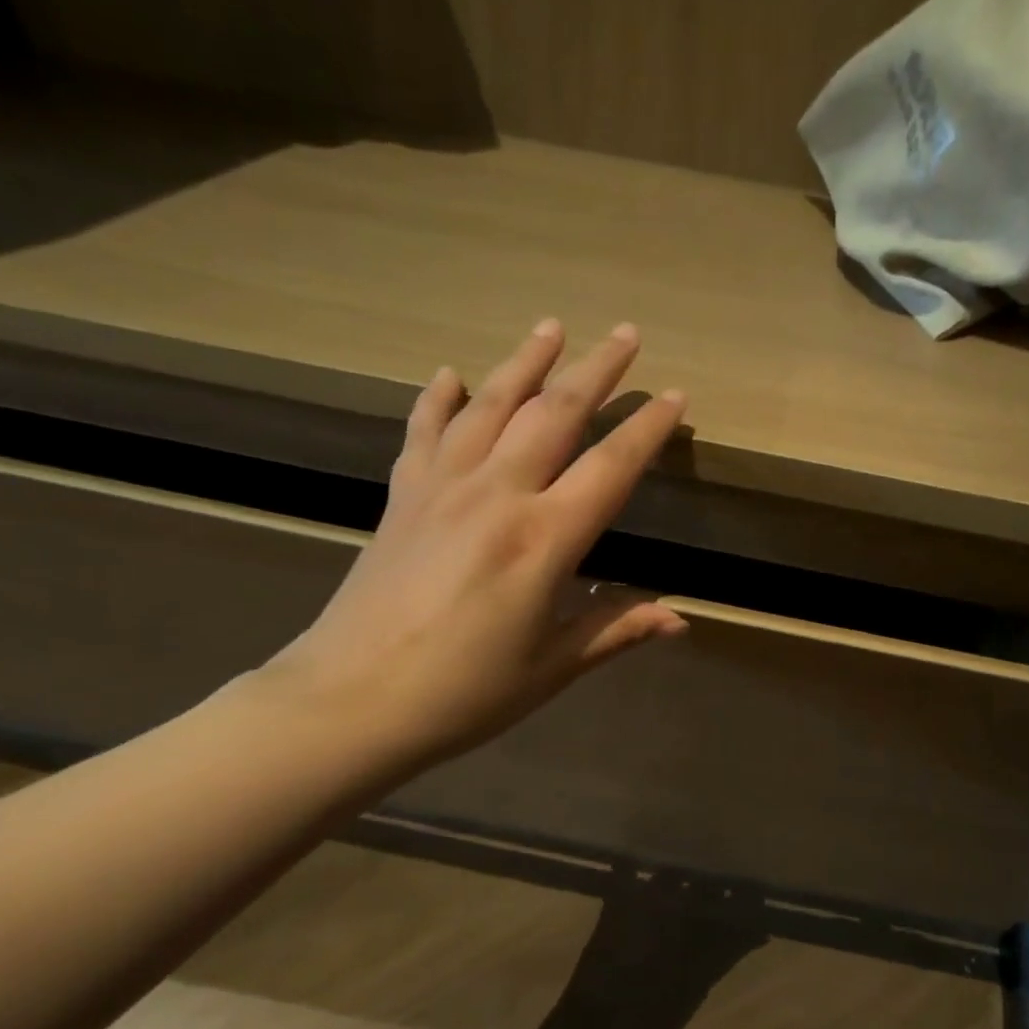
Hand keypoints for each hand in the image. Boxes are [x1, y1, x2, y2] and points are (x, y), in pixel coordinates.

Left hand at [262, 319, 687, 778]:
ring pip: (491, 404)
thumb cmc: (463, 692)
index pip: (611, 468)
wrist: (349, 701)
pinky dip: (440, 399)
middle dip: (596, 370)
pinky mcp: (402, 496)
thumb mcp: (552, 667)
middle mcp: (496, 495)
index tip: (675, 396)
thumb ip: (616, 629)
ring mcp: (442, 487)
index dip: (648, 429)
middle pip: (554, 414)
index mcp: (543, 539)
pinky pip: (424, 431)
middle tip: (626, 333)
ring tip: (551, 327)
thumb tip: (679, 619)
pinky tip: (451, 375)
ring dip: (526, 362)